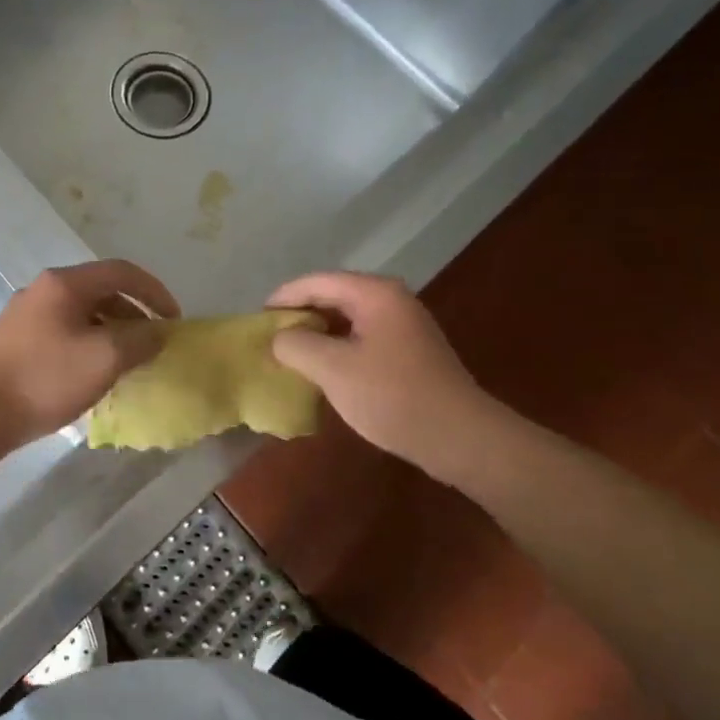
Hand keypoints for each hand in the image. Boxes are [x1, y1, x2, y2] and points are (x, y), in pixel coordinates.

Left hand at [0, 260, 180, 449]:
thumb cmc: (45, 379)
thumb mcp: (104, 359)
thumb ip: (140, 340)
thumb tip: (159, 332)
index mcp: (64, 283)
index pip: (121, 271)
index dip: (155, 291)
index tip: (174, 320)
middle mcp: (43, 289)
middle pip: (101, 290)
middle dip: (134, 314)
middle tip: (152, 343)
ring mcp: (25, 314)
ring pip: (81, 313)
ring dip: (111, 331)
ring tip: (127, 361)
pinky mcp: (15, 340)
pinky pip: (64, 330)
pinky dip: (89, 343)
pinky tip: (93, 373)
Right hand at [266, 271, 504, 481]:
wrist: (460, 437)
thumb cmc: (392, 396)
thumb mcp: (333, 369)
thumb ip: (297, 345)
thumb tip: (280, 337)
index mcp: (374, 294)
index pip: (317, 282)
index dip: (284, 297)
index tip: (258, 318)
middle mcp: (392, 300)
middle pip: (334, 295)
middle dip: (301, 313)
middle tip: (272, 335)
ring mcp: (405, 325)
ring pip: (348, 318)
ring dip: (319, 332)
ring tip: (292, 351)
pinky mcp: (410, 351)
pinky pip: (363, 337)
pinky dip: (339, 346)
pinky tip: (324, 368)